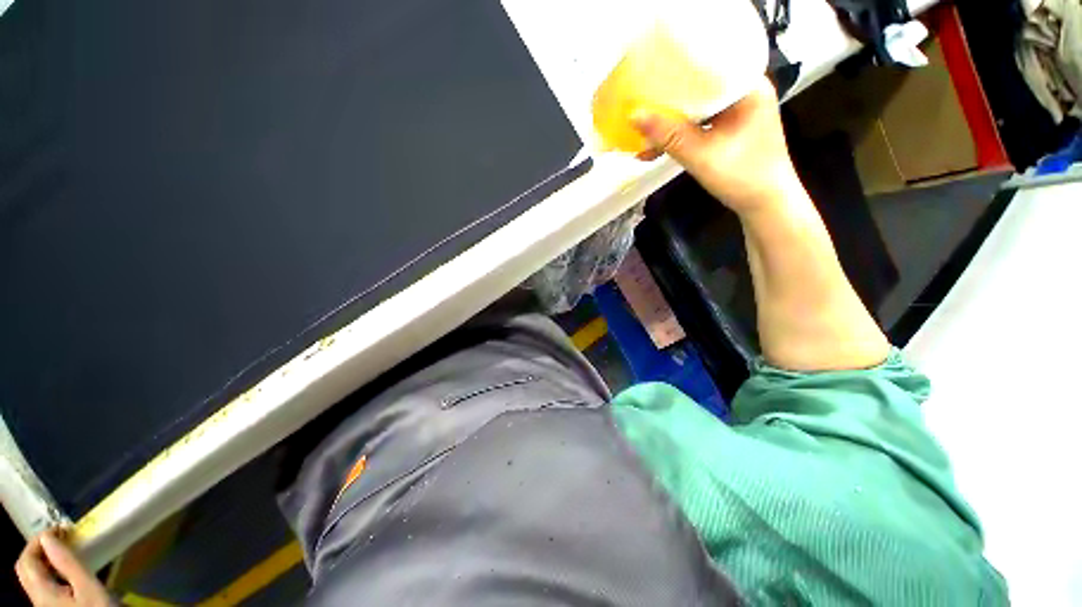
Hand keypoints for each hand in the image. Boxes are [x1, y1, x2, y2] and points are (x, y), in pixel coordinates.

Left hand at [15, 530, 110, 606]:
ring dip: (46, 559)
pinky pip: (45, 584)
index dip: (37, 540)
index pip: (26, 559)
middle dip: (39, 549)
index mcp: (41, 592)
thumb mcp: (89, 588)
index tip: (58, 529)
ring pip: (35, 577)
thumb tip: (49, 536)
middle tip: (60, 537)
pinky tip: (68, 571)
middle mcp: (36, 599)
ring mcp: (45, 605)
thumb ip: (67, 563)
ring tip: (66, 551)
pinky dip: (52, 571)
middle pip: (26, 569)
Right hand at [633, 76, 801, 214]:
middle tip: (639, 97)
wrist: (765, 205)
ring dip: (671, 118)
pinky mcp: (729, 129)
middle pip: (701, 83)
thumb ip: (669, 136)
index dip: (678, 63)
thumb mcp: (702, 156)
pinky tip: (657, 144)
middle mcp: (744, 91)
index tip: (650, 66)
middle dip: (669, 96)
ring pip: (697, 105)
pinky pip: (699, 123)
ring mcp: (737, 111)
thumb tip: (634, 115)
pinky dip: (679, 133)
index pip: (710, 61)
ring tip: (643, 125)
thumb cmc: (743, 177)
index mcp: (748, 86)